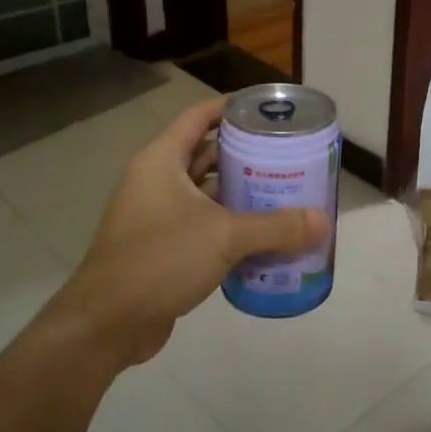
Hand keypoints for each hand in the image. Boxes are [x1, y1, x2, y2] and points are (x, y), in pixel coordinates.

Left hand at [43, 98, 327, 369]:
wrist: (107, 323)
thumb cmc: (160, 260)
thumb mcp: (224, 237)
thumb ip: (276, 227)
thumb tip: (323, 221)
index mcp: (162, 161)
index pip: (200, 116)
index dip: (233, 108)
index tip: (270, 111)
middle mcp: (157, 181)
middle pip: (207, 154)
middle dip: (247, 155)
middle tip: (289, 157)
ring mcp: (158, 215)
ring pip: (207, 192)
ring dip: (241, 193)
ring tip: (285, 194)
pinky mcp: (163, 246)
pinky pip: (203, 224)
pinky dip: (231, 225)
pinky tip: (264, 236)